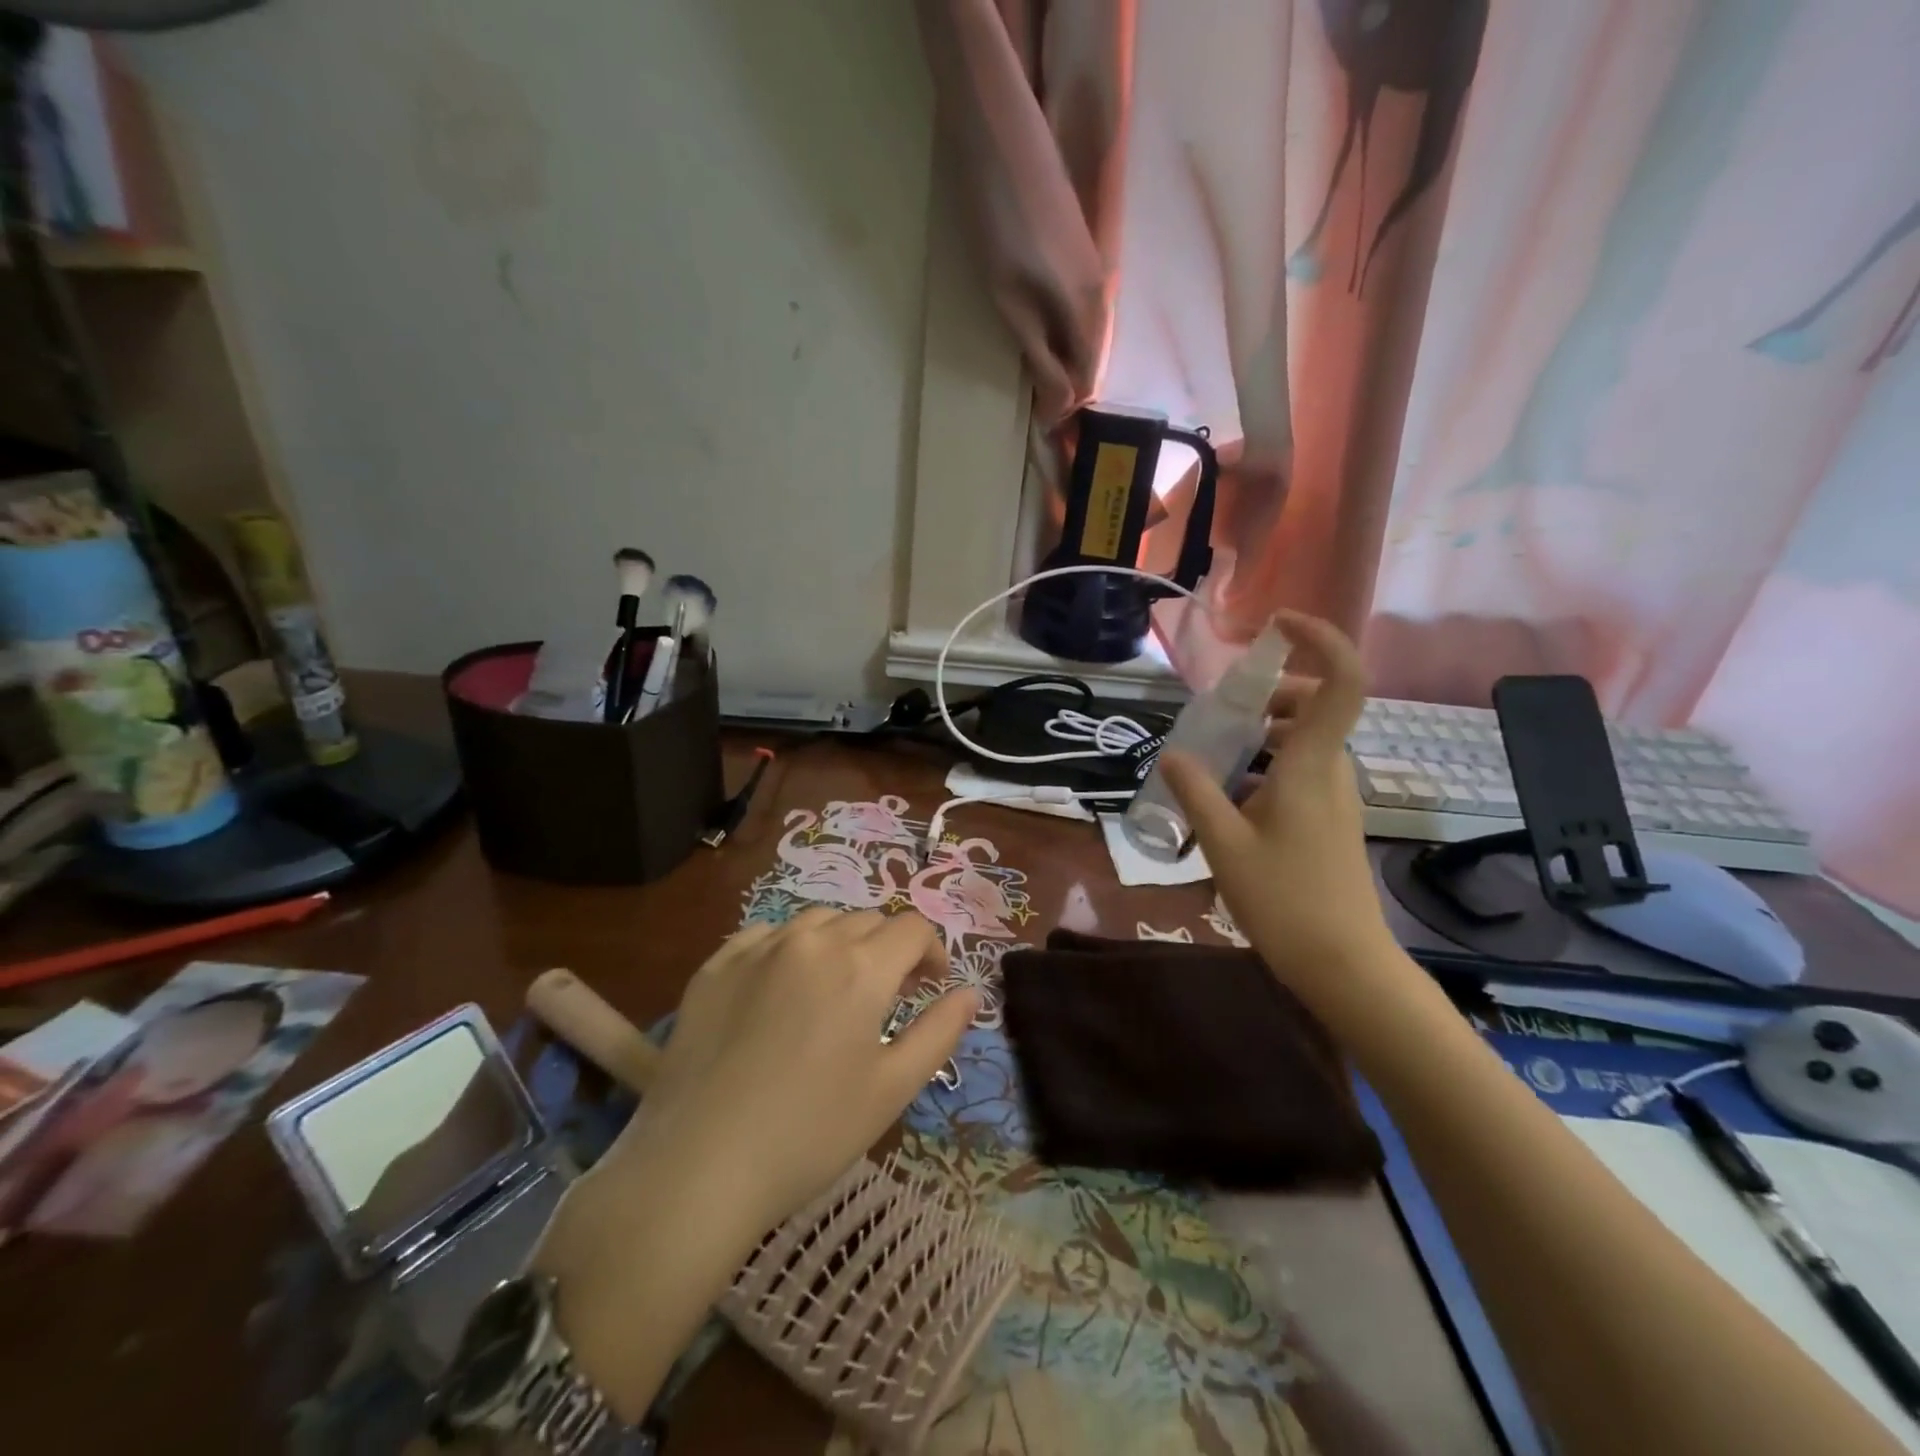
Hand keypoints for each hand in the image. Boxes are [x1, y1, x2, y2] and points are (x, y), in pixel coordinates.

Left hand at [611, 908, 977, 1236]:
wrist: (696, 1166)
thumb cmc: (810, 1133)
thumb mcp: (892, 1088)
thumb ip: (940, 1031)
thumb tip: (971, 992)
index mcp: (860, 966)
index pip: (912, 928)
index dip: (932, 951)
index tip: (930, 987)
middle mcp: (811, 941)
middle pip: (868, 920)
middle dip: (889, 949)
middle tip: (887, 996)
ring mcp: (757, 948)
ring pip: (817, 921)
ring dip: (841, 942)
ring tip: (835, 987)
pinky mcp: (715, 966)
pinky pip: (765, 935)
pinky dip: (788, 948)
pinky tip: (781, 987)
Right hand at [1161, 611, 1396, 995]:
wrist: (1343, 963)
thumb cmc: (1284, 900)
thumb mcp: (1224, 844)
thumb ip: (1197, 792)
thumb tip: (1174, 754)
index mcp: (1312, 766)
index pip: (1341, 682)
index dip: (1320, 639)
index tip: (1278, 625)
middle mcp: (1332, 771)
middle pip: (1314, 707)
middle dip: (1269, 697)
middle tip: (1222, 717)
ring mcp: (1336, 796)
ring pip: (1305, 741)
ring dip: (1263, 736)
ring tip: (1215, 762)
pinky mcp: (1330, 819)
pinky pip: (1301, 770)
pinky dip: (1267, 767)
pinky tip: (1232, 801)